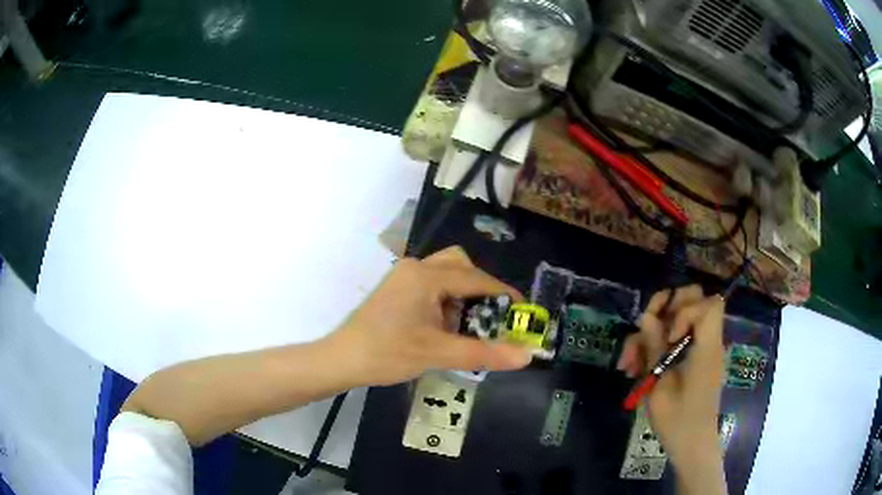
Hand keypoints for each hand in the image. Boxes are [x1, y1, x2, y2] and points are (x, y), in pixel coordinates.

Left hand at [324, 246, 532, 386]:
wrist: (341, 360)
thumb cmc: (387, 354)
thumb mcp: (438, 354)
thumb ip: (484, 353)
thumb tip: (526, 356)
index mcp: (426, 276)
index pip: (477, 278)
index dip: (504, 294)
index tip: (523, 311)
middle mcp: (416, 267)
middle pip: (461, 266)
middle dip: (481, 290)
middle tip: (492, 318)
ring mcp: (403, 276)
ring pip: (446, 274)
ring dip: (463, 295)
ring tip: (468, 326)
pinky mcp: (396, 289)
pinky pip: (431, 284)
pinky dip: (446, 299)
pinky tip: (445, 326)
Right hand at [617, 285, 727, 493]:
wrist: (691, 445)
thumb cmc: (678, 421)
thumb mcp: (660, 387)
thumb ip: (655, 350)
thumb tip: (646, 316)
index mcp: (707, 348)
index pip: (709, 304)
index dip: (686, 309)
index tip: (670, 337)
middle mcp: (706, 342)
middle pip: (695, 300)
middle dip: (667, 307)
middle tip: (646, 327)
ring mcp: (699, 349)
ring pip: (678, 319)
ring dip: (651, 333)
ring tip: (629, 363)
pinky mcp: (691, 359)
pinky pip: (674, 340)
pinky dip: (654, 349)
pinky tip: (634, 370)